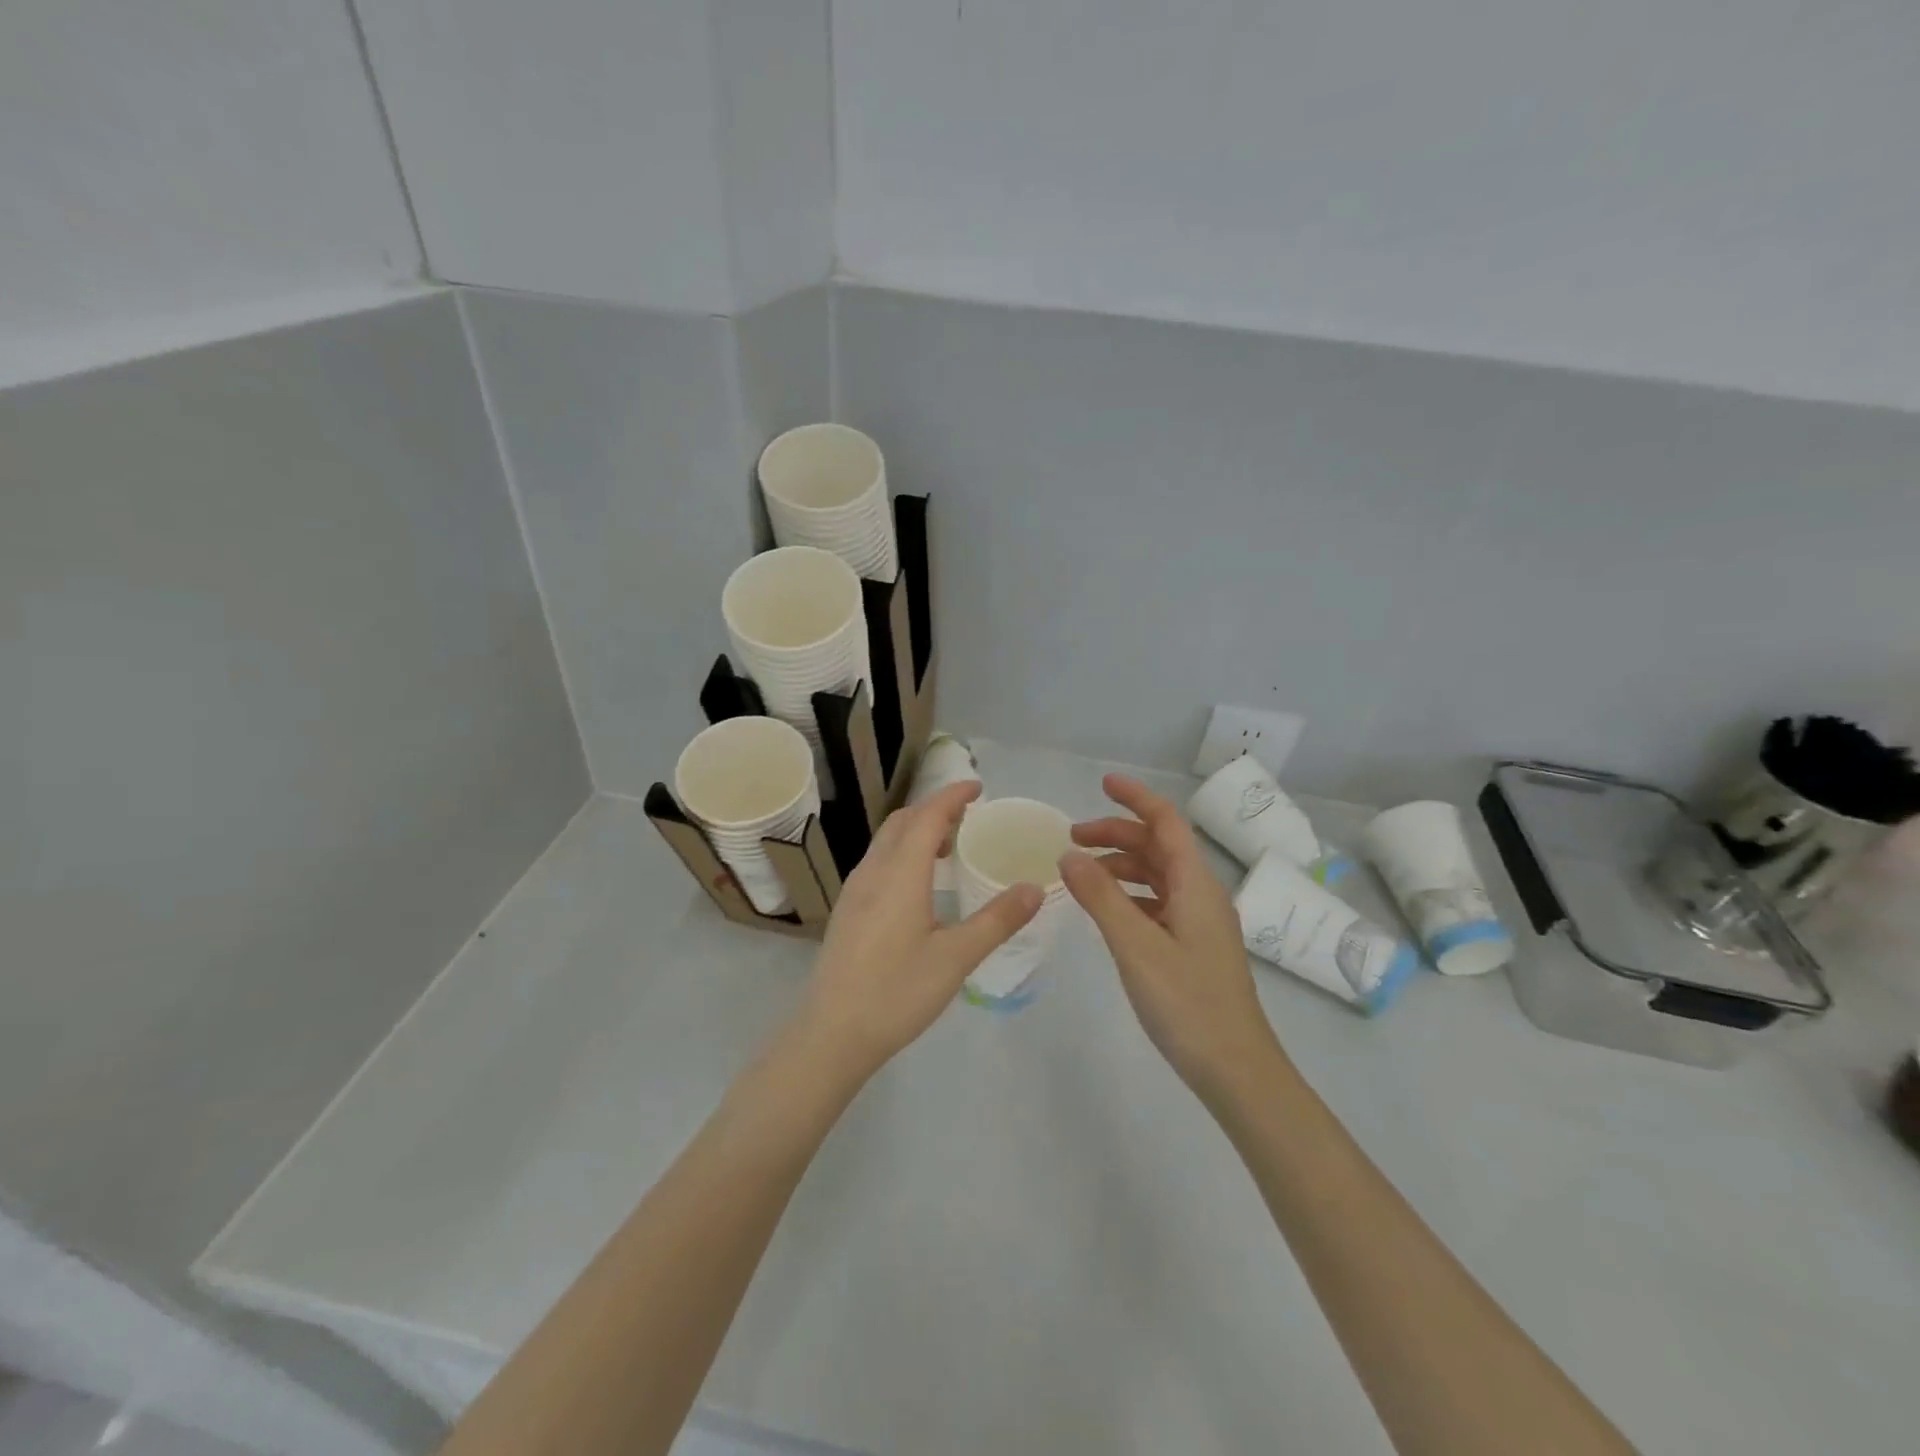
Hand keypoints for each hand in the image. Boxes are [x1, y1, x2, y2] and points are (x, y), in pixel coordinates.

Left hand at [794, 781, 1041, 1083]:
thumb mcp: (956, 958)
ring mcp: (855, 890)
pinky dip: (903, 852)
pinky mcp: (848, 910)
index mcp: (900, 874)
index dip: (952, 796)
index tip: (978, 787)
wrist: (832, 1033)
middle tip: (969, 817)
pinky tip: (919, 884)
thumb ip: (997, 920)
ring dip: (916, 831)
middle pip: (902, 822)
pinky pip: (878, 862)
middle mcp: (873, 872)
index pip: (927, 816)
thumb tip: (1035, 888)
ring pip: (886, 841)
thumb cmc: (897, 993)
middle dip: (934, 809)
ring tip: (949, 847)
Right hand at [1060, 774, 1286, 1107]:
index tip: (1102, 784)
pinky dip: (1129, 895)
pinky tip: (1106, 911)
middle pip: (1158, 846)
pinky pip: (1157, 903)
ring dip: (1120, 865)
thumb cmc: (1187, 1004)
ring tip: (1081, 874)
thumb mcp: (1136, 947)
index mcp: (1195, 884)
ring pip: (1157, 876)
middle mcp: (1201, 894)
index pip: (1166, 822)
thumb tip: (1068, 856)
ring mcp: (1199, 922)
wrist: (1236, 1070)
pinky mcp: (1193, 947)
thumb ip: (1101, 898)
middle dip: (1117, 833)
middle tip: (1071, 839)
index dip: (1136, 798)